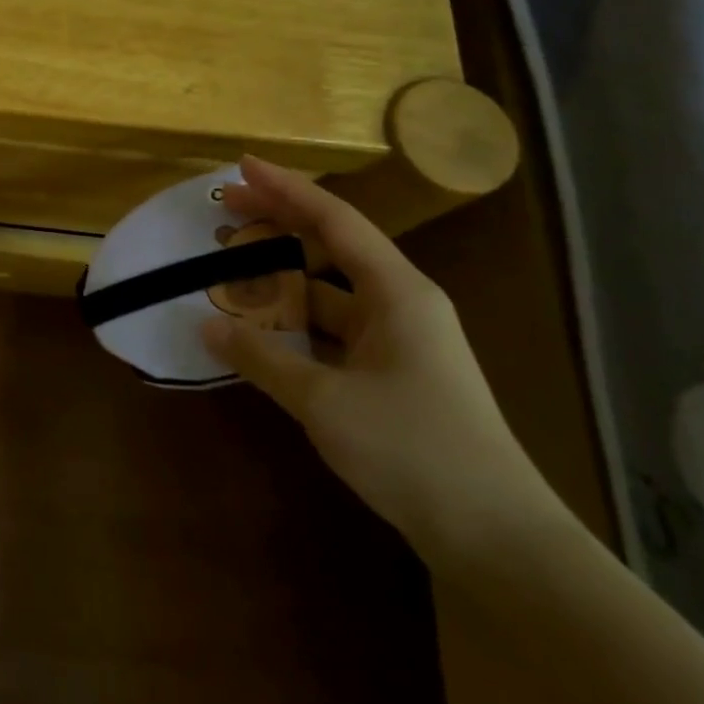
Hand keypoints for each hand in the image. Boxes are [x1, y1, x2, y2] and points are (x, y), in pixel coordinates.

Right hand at [202, 157, 565, 564]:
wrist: (496, 536)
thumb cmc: (414, 450)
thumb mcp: (326, 401)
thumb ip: (262, 358)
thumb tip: (206, 325)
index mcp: (397, 292)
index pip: (335, 221)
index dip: (286, 189)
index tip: (242, 166)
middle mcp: (400, 304)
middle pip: (332, 247)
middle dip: (278, 224)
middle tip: (224, 209)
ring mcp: (398, 341)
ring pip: (329, 292)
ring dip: (282, 278)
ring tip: (230, 268)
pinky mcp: (392, 374)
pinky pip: (333, 330)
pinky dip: (295, 323)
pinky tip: (260, 329)